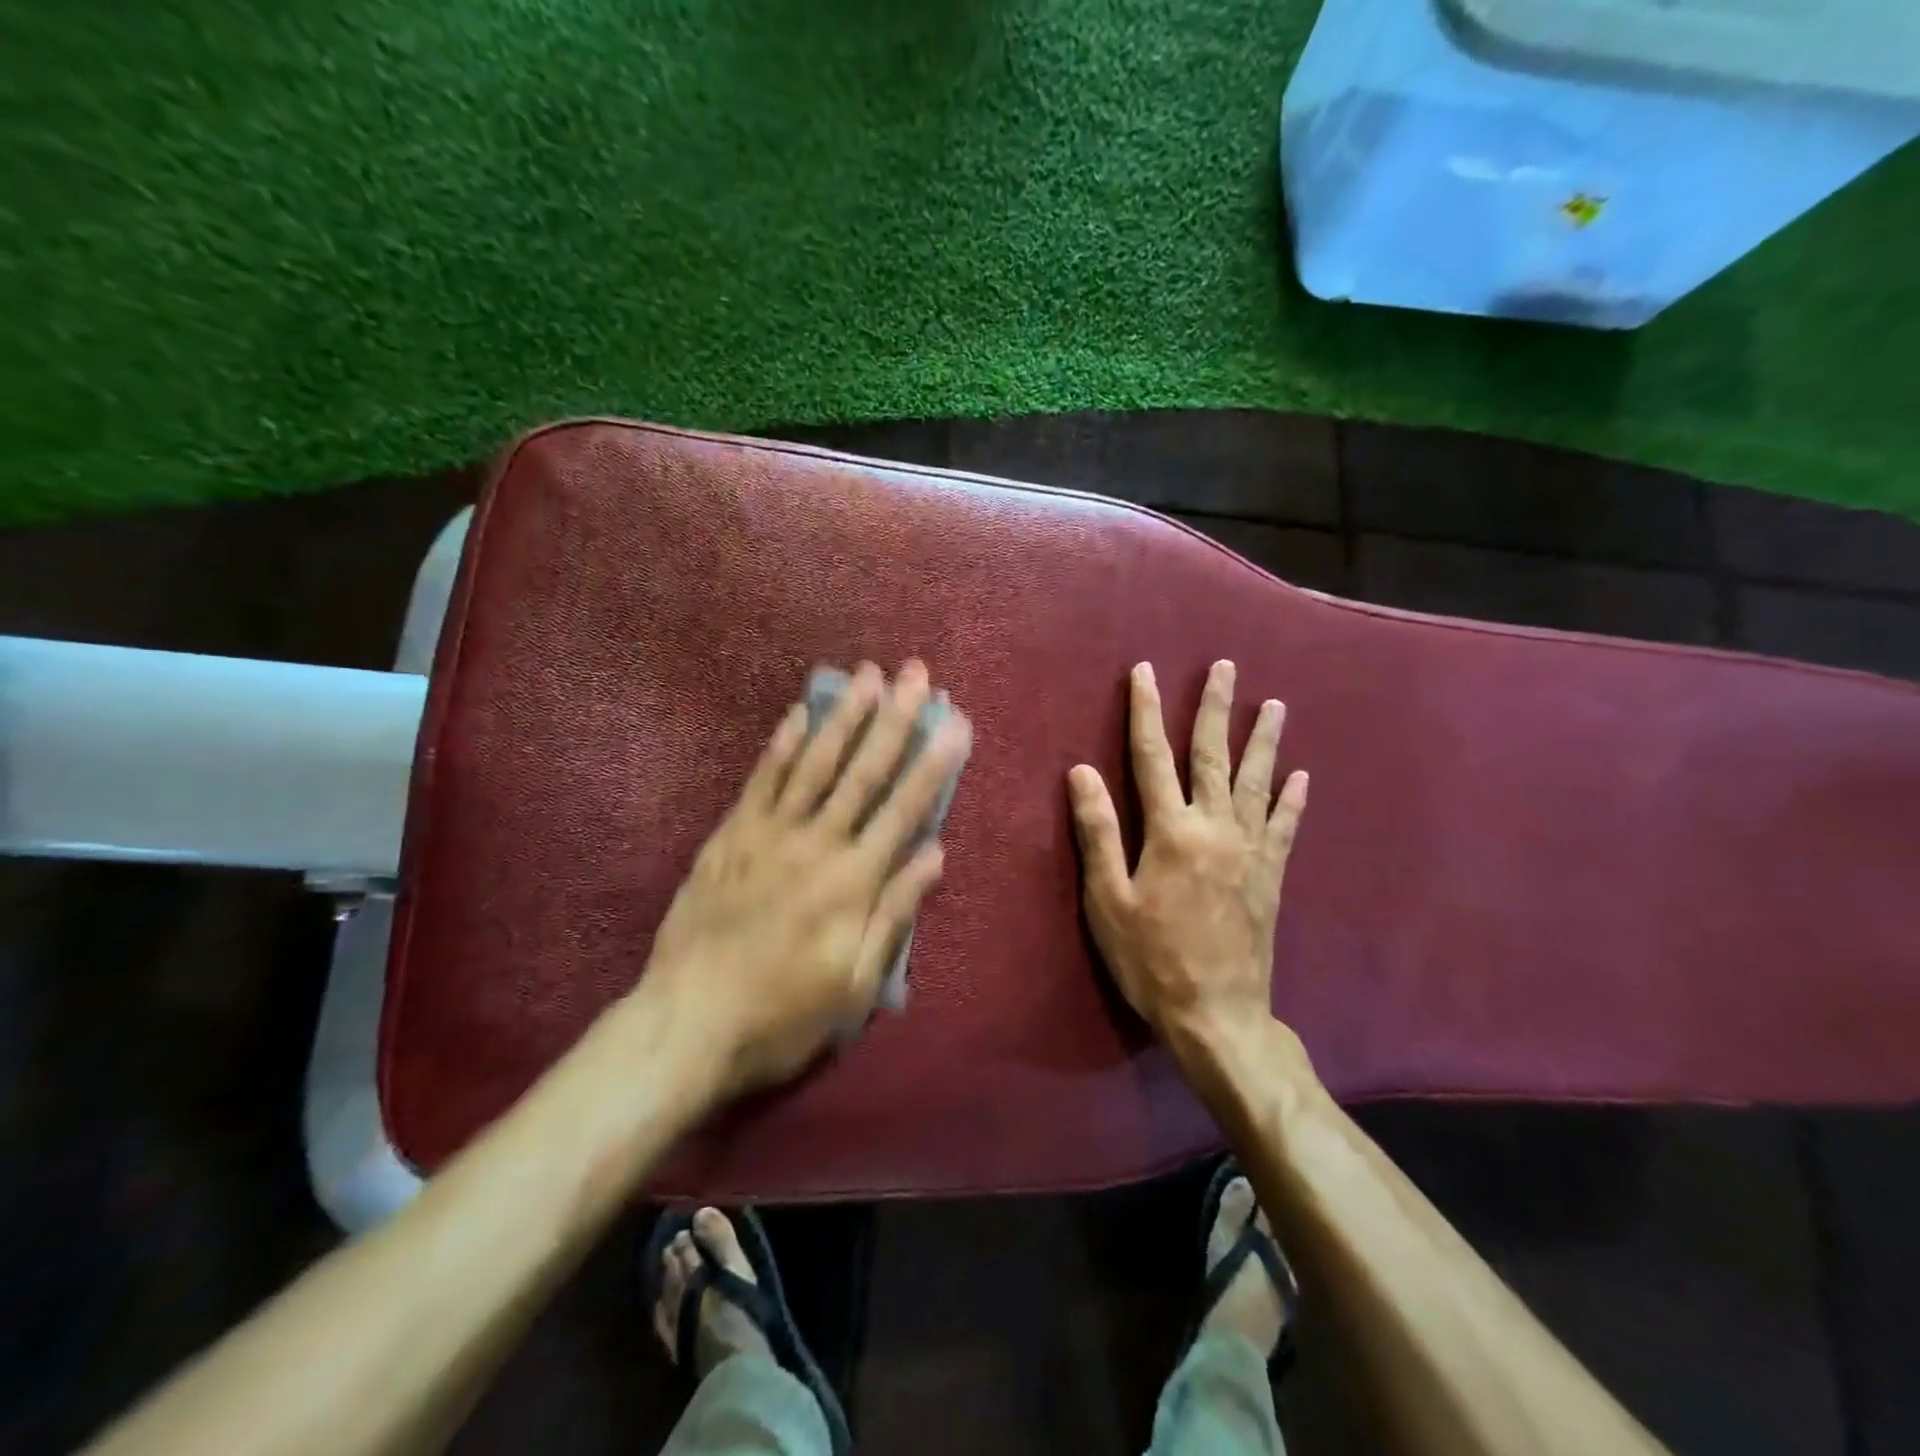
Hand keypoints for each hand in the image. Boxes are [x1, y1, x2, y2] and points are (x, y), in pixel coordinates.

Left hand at [639, 660, 971, 1096]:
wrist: (688, 1024)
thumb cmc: (783, 1013)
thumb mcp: (856, 983)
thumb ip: (894, 913)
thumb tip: (934, 854)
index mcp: (853, 882)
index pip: (905, 809)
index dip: (934, 762)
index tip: (955, 722)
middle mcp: (817, 844)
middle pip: (863, 771)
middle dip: (895, 719)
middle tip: (915, 674)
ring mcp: (768, 834)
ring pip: (814, 763)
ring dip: (844, 716)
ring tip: (866, 675)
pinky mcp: (730, 836)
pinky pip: (760, 780)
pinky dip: (781, 744)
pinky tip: (799, 712)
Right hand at [1067, 660, 1307, 1061]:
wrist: (1218, 1014)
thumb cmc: (1151, 959)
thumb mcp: (1109, 900)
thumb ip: (1098, 832)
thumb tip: (1081, 772)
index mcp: (1171, 832)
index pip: (1152, 757)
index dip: (1146, 711)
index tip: (1145, 672)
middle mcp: (1215, 829)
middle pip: (1213, 756)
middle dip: (1215, 708)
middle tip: (1225, 667)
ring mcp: (1250, 850)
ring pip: (1257, 781)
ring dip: (1264, 740)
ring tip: (1274, 704)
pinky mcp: (1271, 875)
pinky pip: (1285, 826)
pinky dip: (1292, 799)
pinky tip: (1301, 776)